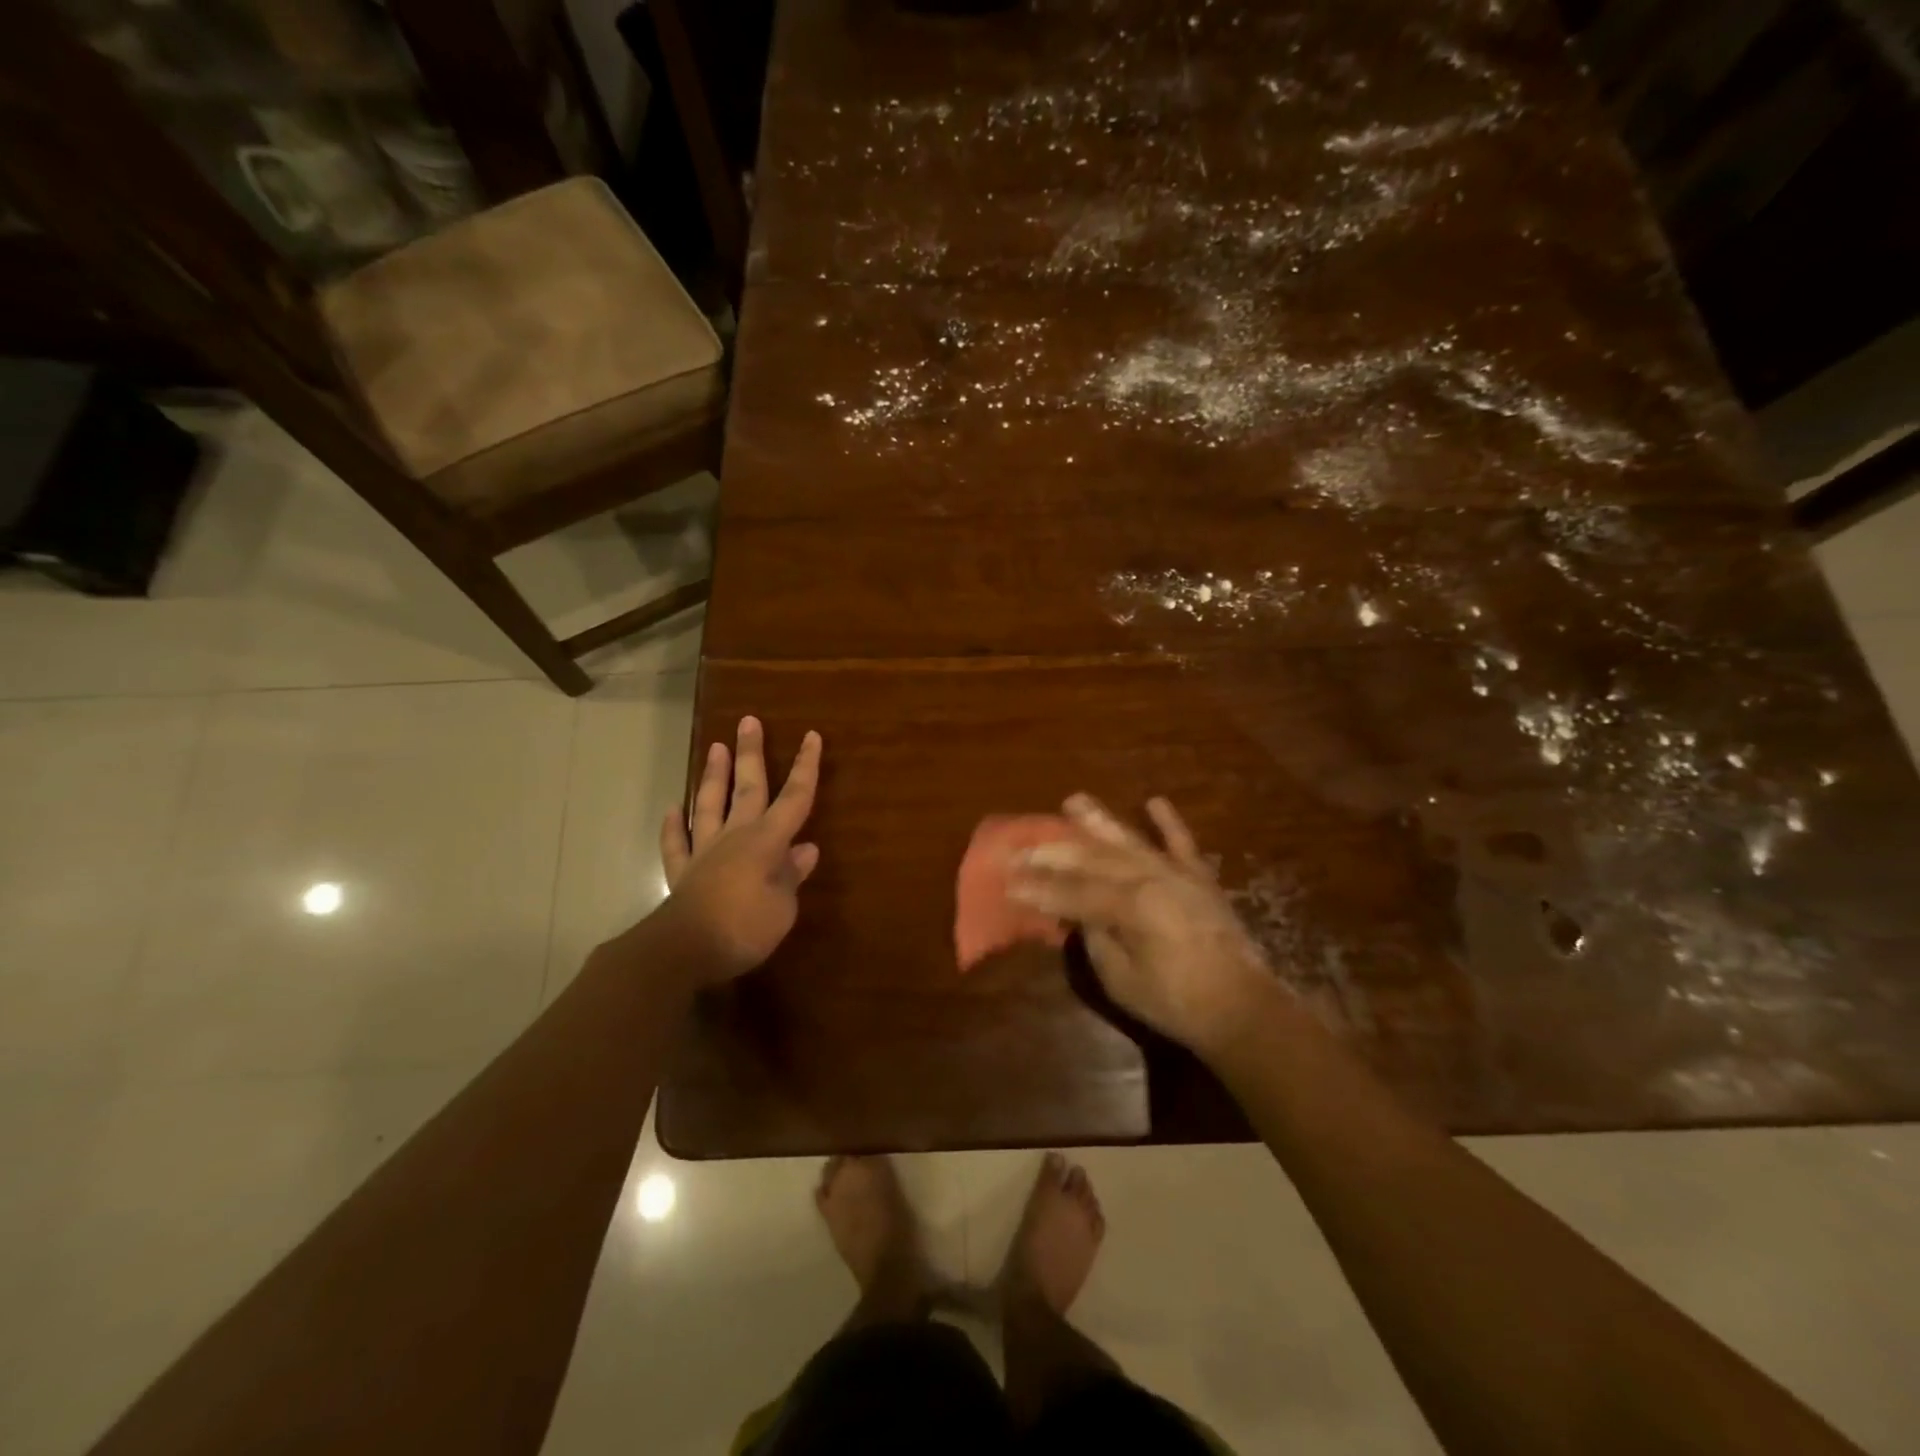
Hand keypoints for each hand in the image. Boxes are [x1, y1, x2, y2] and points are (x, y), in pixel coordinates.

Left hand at [659, 716, 822, 981]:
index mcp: (768, 841)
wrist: (684, 950)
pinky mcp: (682, 873)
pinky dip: (673, 826)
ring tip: (715, 747)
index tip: (811, 736)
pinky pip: (676, 843)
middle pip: (747, 788)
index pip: (795, 797)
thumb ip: (792, 875)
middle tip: (748, 721)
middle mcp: (736, 836)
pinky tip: (672, 809)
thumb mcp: (783, 906)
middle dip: (751, 753)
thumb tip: (806, 849)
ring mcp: (705, 851)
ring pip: (710, 805)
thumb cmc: (745, 928)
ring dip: (713, 776)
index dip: (805, 767)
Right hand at [1007, 794, 1272, 1055]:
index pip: (1072, 893)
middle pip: (1094, 860)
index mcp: (1130, 906)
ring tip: (1074, 801)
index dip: (1039, 888)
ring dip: (1100, 821)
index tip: (1009, 880)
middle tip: (1025, 846)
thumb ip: (1096, 939)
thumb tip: (1080, 914)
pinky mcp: (1200, 879)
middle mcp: (1151, 878)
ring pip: (1130, 842)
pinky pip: (1182, 844)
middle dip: (1055, 853)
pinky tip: (1153, 801)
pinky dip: (1168, 823)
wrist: (1243, 1008)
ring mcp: (1177, 874)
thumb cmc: (1176, 1002)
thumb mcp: (1121, 979)